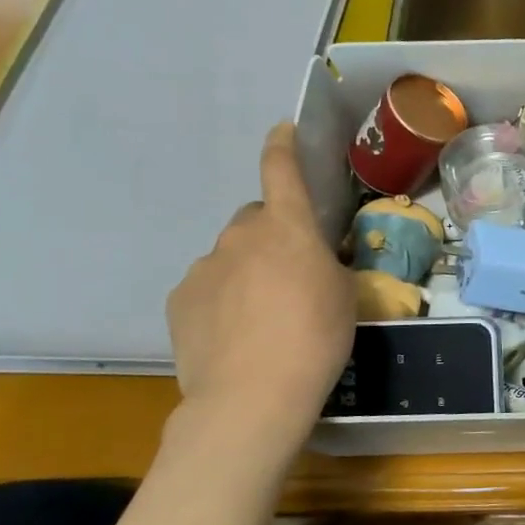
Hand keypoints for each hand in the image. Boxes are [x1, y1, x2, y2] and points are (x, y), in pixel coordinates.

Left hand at [167, 122, 358, 441]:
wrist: (252, 395)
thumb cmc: (316, 336)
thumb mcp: (345, 293)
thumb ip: (326, 263)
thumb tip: (310, 258)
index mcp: (288, 227)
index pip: (281, 171)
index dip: (282, 146)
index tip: (282, 129)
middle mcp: (240, 236)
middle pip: (256, 220)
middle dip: (273, 236)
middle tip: (293, 274)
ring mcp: (204, 267)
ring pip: (232, 256)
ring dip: (248, 270)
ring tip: (265, 315)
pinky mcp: (180, 300)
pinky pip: (208, 286)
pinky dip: (223, 299)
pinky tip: (238, 333)